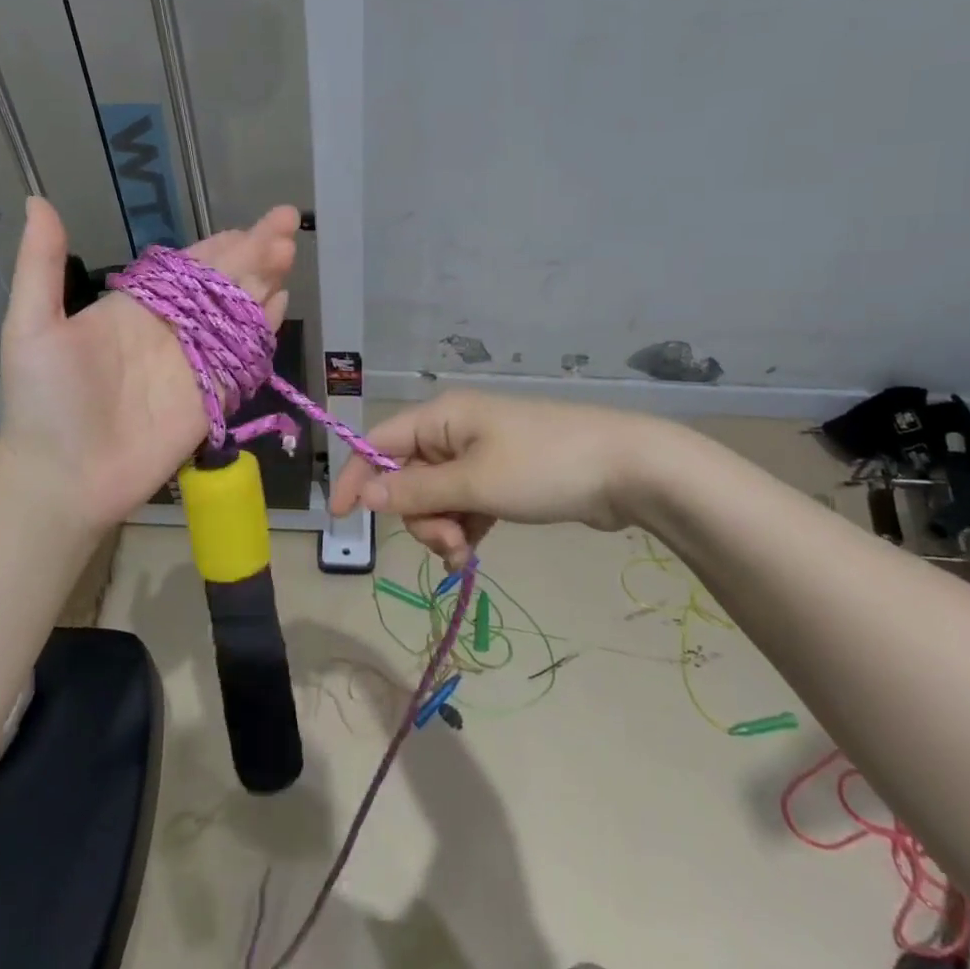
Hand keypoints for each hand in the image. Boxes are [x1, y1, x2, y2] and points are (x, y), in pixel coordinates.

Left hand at [0, 198, 298, 532]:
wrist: (64, 478)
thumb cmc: (45, 401)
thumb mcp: (32, 327)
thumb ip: (41, 265)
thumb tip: (37, 199)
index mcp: (136, 307)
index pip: (187, 266)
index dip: (220, 244)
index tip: (250, 223)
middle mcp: (172, 329)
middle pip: (221, 283)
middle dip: (254, 253)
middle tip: (285, 224)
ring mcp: (195, 363)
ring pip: (238, 314)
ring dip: (263, 283)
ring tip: (287, 253)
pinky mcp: (212, 398)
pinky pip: (244, 357)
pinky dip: (264, 330)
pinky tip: (281, 304)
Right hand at [329, 392, 650, 561]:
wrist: (629, 469)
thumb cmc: (544, 467)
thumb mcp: (475, 483)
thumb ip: (417, 492)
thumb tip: (366, 494)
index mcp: (442, 417)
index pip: (379, 442)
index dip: (357, 477)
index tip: (341, 518)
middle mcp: (455, 430)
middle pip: (409, 476)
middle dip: (418, 515)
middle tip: (447, 542)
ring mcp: (481, 454)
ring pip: (436, 495)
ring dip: (442, 527)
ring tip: (464, 551)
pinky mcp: (504, 477)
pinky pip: (464, 503)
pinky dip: (463, 527)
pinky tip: (472, 552)